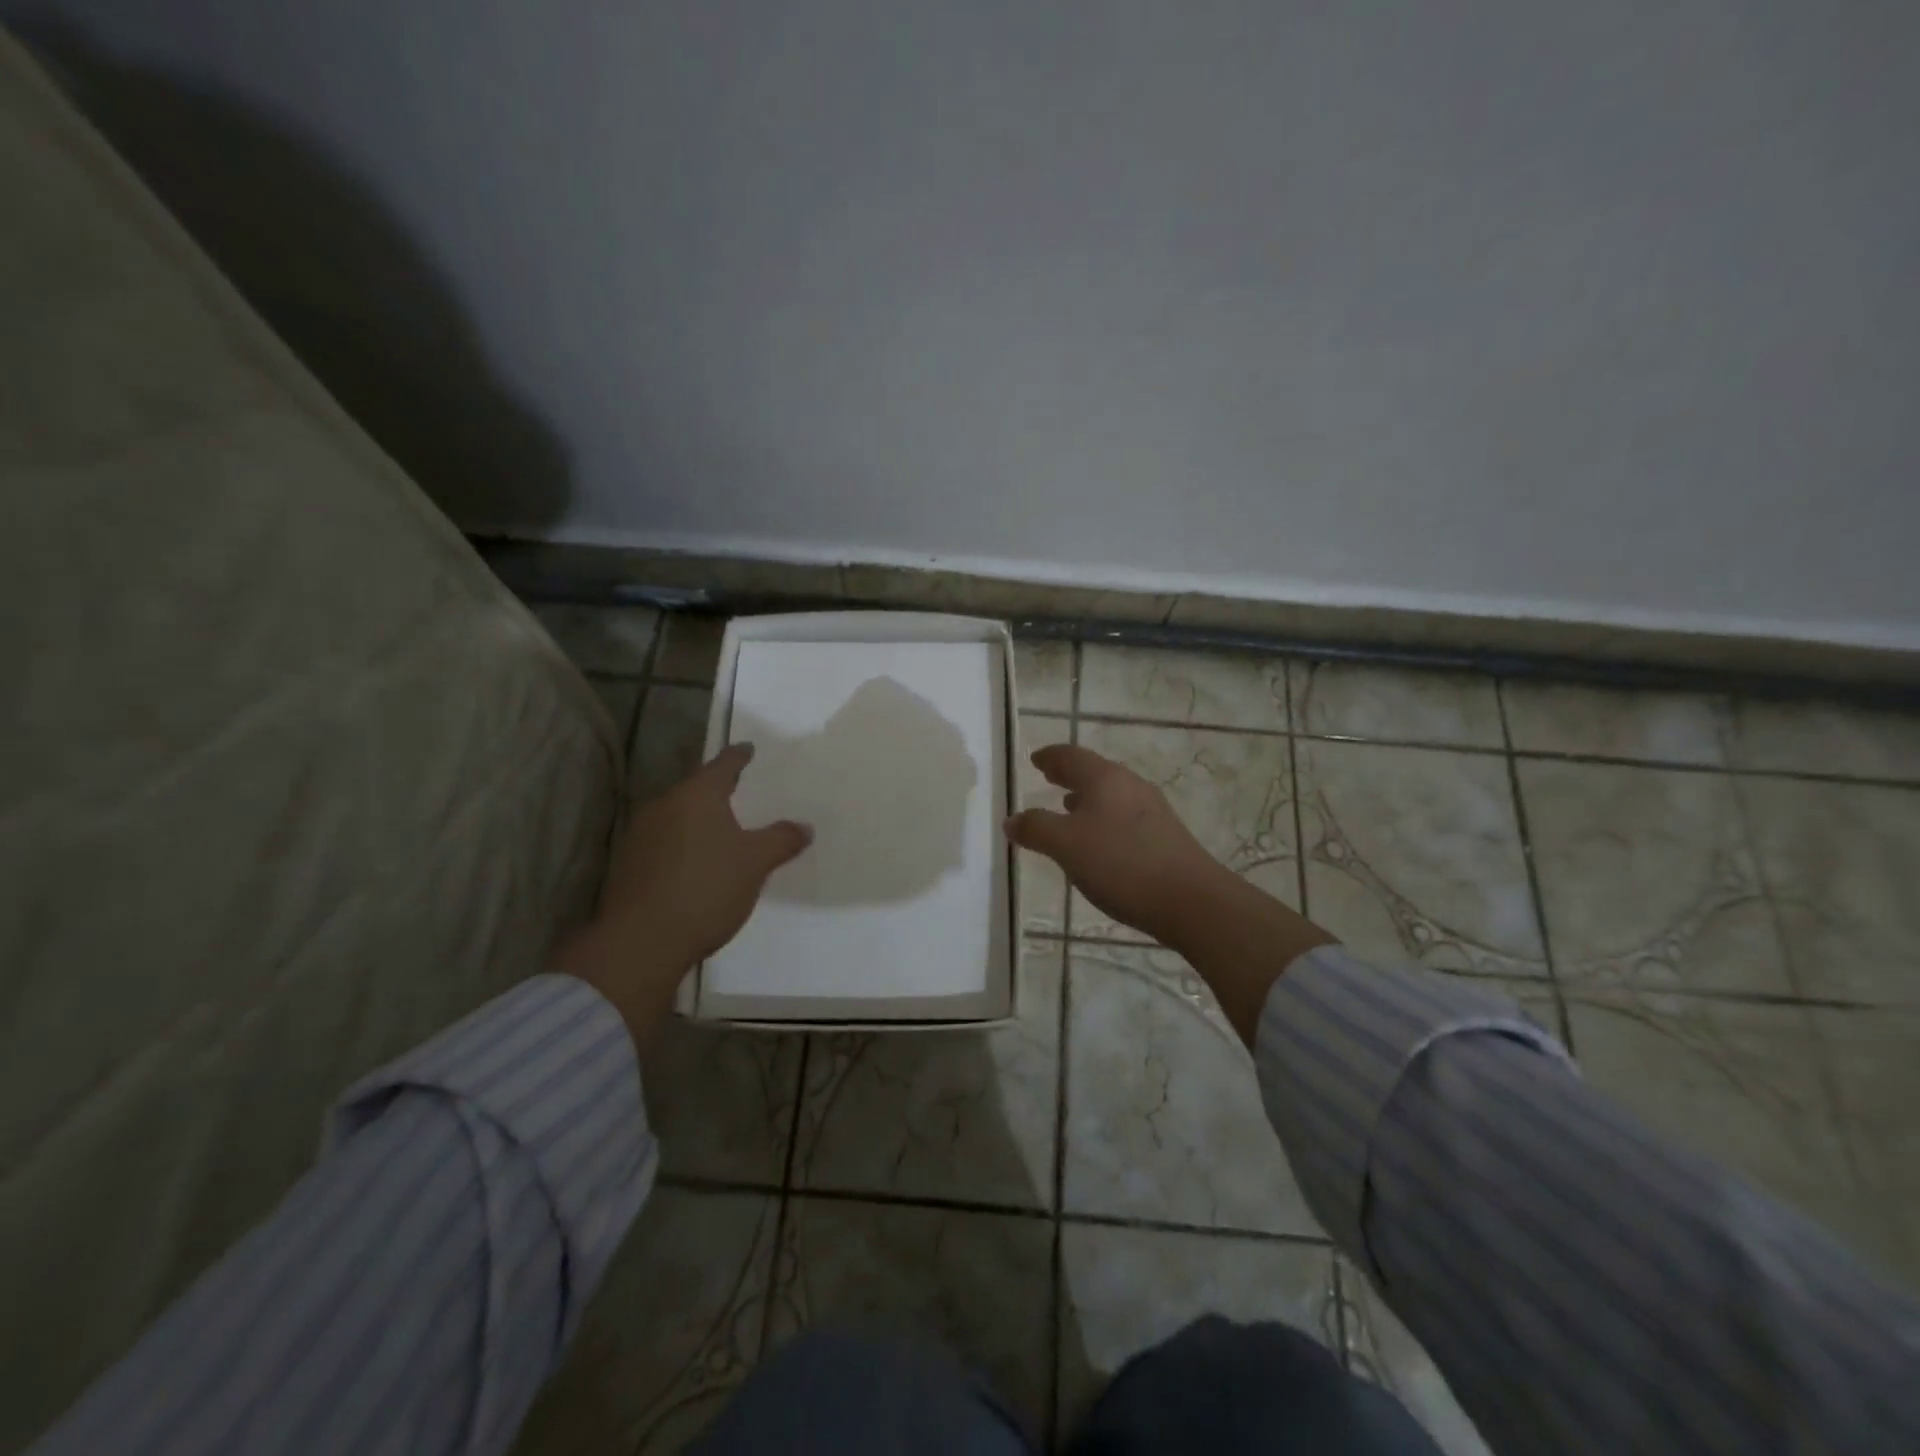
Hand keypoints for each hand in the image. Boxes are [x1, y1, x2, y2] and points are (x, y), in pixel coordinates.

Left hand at [555, 743, 811, 1043]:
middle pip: (696, 790)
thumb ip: (781, 840)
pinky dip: (683, 845)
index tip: (747, 749)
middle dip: (717, 791)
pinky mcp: (628, 865)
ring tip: (722, 831)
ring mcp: (641, 836)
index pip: (722, 765)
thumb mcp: (755, 863)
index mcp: (696, 796)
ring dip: (698, 821)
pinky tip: (696, 865)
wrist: (642, 941)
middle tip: (740, 793)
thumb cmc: (706, 888)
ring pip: (677, 817)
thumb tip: (804, 826)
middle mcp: (664, 806)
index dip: (738, 757)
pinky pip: (664, 843)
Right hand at [1008, 742, 1334, 1045]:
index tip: (1035, 759)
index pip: (1072, 756)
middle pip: (1095, 772)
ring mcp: (1153, 810)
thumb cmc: (1121, 864)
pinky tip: (1100, 841)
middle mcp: (1131, 786)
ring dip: (1087, 798)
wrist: (1192, 901)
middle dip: (1069, 775)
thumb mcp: (1066, 846)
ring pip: (1112, 794)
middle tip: (1049, 777)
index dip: (1051, 757)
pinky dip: (1104, 818)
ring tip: (1068, 808)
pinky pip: (1125, 816)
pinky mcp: (1166, 836)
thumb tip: (1012, 819)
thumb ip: (1036, 829)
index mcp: (1105, 778)